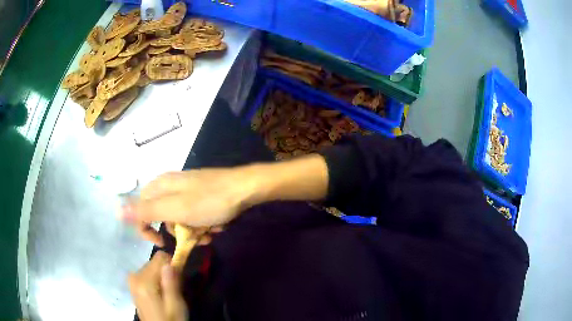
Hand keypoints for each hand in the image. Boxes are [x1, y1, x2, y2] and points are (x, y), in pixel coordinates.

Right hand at [122, 168, 258, 226]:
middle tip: (195, 236)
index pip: (141, 209)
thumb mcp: (174, 208)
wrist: (245, 189)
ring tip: (210, 232)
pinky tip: (218, 226)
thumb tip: (117, 209)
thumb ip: (145, 210)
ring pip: (181, 220)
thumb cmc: (208, 200)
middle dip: (179, 232)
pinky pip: (196, 217)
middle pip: (163, 217)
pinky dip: (205, 225)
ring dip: (195, 231)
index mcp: (161, 186)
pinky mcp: (202, 199)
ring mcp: (188, 193)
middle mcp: (171, 187)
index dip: (146, 228)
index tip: (160, 243)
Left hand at [128, 251, 187, 320]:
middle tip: (175, 288)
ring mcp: (132, 280)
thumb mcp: (176, 305)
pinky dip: (154, 279)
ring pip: (151, 267)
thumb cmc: (170, 319)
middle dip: (166, 272)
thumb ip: (171, 283)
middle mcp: (134, 276)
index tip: (180, 278)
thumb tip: (169, 262)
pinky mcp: (133, 285)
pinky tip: (159, 292)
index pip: (159, 257)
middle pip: (154, 262)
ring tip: (167, 292)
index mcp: (144, 281)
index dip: (172, 264)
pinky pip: (146, 273)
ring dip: (161, 276)